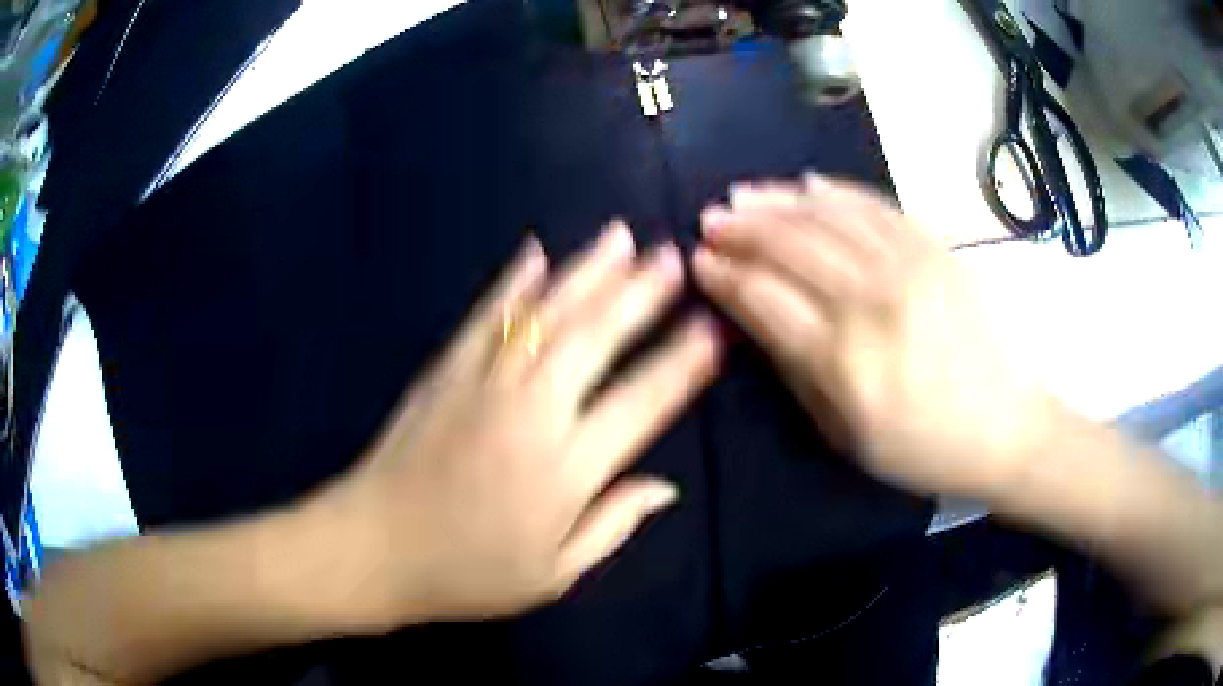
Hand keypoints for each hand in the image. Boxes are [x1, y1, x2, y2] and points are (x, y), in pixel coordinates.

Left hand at [319, 223, 720, 628]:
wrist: (374, 549)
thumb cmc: (467, 574)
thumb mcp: (553, 574)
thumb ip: (613, 525)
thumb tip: (666, 486)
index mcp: (566, 467)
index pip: (643, 401)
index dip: (683, 363)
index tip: (713, 329)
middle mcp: (531, 410)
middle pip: (596, 338)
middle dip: (640, 293)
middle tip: (673, 256)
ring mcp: (483, 383)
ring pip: (545, 314)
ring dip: (587, 271)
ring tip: (619, 237)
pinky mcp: (445, 371)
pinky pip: (486, 316)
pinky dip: (512, 281)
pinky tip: (534, 251)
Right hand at [692, 175, 1054, 498]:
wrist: (1008, 427)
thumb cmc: (924, 448)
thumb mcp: (846, 437)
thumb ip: (796, 373)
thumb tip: (754, 319)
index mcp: (845, 361)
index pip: (764, 298)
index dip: (724, 275)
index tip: (699, 262)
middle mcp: (872, 302)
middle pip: (790, 246)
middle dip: (740, 228)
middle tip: (710, 220)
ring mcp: (910, 266)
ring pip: (828, 216)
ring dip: (778, 201)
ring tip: (744, 195)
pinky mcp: (937, 248)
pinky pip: (877, 205)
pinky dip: (837, 190)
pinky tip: (808, 183)